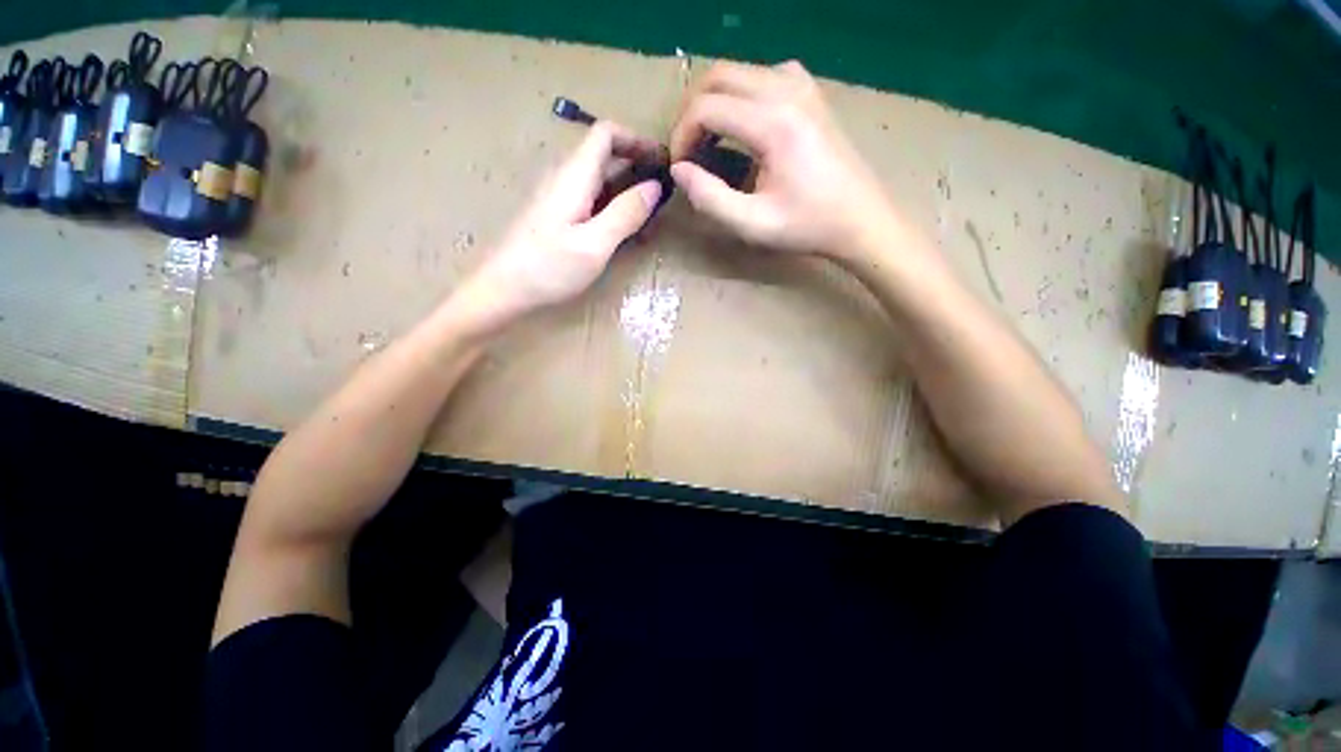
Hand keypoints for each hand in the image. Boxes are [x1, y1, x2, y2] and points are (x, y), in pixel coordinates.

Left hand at [456, 121, 663, 329]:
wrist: (503, 288)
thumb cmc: (549, 267)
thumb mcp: (595, 244)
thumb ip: (625, 213)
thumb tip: (654, 187)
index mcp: (574, 176)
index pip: (606, 133)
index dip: (636, 139)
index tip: (662, 160)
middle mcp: (565, 177)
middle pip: (603, 154)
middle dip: (636, 164)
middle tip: (663, 192)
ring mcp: (558, 196)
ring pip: (598, 179)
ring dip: (626, 188)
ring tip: (649, 214)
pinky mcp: (556, 215)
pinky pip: (590, 199)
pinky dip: (612, 205)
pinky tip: (623, 230)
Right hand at [669, 61, 892, 258]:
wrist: (860, 219)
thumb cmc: (807, 226)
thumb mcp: (752, 224)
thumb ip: (709, 198)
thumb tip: (679, 171)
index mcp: (773, 123)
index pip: (706, 106)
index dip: (682, 135)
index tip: (680, 167)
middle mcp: (787, 90)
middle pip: (718, 76)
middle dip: (692, 112)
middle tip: (688, 151)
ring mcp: (803, 85)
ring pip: (739, 71)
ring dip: (714, 101)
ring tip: (708, 140)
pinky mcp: (811, 92)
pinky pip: (763, 75)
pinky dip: (741, 94)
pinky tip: (742, 125)